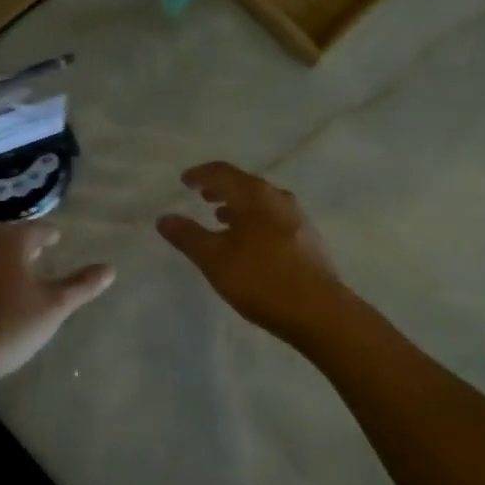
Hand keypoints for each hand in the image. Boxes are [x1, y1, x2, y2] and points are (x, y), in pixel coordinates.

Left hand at [0, 222, 114, 387]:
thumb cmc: (10, 324)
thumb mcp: (54, 306)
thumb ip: (81, 285)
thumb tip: (110, 268)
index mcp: (11, 243)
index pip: (35, 229)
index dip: (49, 233)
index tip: (57, 237)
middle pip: (8, 236)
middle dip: (25, 240)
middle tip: (40, 248)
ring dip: (6, 255)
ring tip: (21, 269)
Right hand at [157, 162, 348, 339]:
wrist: (320, 311)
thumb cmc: (261, 278)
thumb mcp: (215, 258)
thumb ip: (188, 236)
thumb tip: (164, 218)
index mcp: (255, 195)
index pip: (222, 172)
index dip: (201, 174)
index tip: (185, 180)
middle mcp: (279, 198)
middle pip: (245, 185)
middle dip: (221, 189)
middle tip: (202, 196)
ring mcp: (298, 219)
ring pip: (262, 204)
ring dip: (239, 207)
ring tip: (221, 219)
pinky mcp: (309, 240)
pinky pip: (274, 220)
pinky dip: (255, 223)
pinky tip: (250, 244)